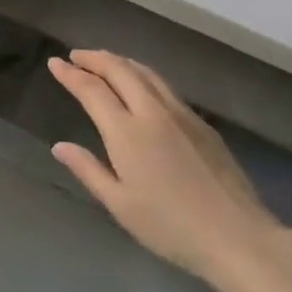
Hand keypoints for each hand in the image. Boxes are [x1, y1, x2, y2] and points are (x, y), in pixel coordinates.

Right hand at [48, 50, 284, 285]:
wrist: (236, 235)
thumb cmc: (170, 226)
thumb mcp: (120, 204)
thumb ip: (88, 170)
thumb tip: (60, 146)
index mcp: (127, 132)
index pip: (92, 90)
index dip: (71, 74)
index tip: (55, 63)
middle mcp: (152, 112)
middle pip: (120, 70)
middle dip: (95, 58)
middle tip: (75, 56)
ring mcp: (181, 114)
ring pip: (146, 72)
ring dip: (120, 61)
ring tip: (104, 61)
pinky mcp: (201, 123)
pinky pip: (164, 86)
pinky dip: (142, 75)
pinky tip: (140, 85)